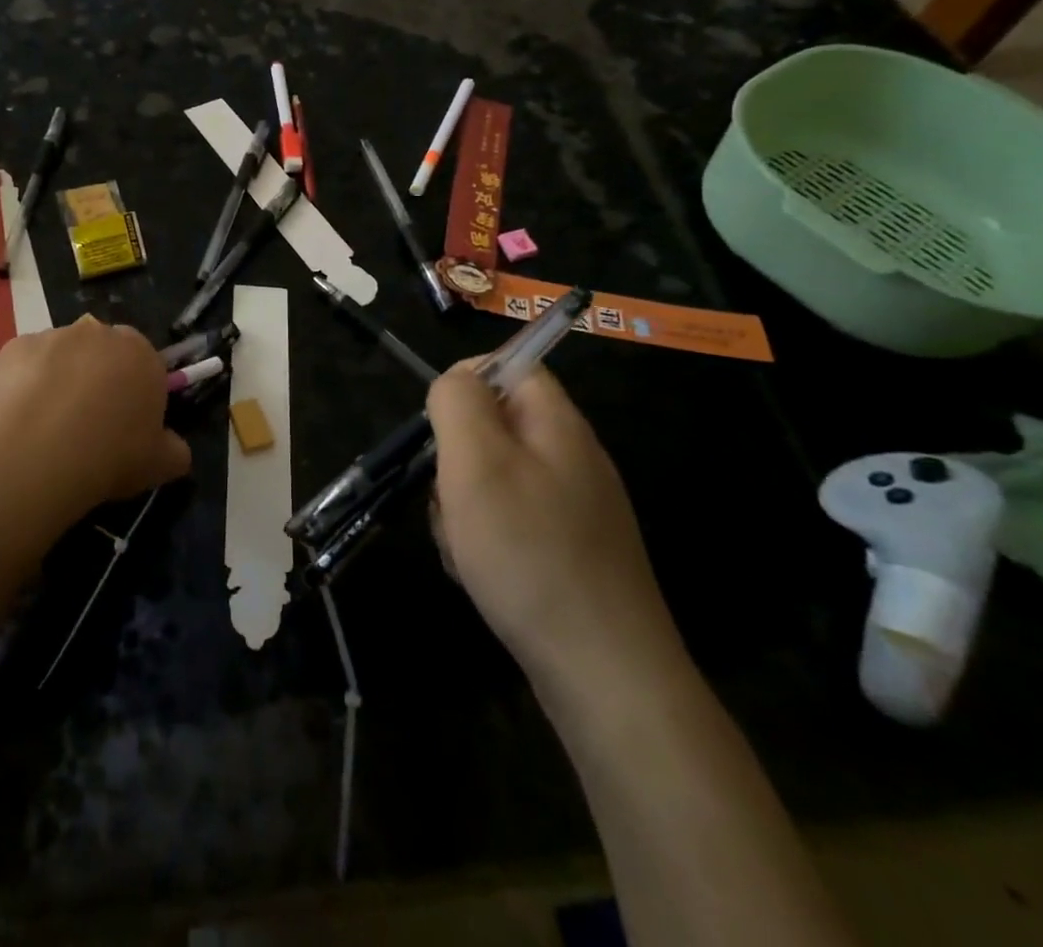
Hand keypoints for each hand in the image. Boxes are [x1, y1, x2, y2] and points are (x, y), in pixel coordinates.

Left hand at [0, 316, 190, 521]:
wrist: (38, 452)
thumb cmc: (111, 454)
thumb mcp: (161, 465)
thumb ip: (175, 450)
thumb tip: (174, 447)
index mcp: (143, 354)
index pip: (147, 365)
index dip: (137, 394)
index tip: (127, 426)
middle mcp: (101, 333)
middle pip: (104, 354)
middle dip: (100, 379)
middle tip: (89, 425)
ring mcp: (56, 335)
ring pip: (64, 356)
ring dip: (62, 379)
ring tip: (49, 427)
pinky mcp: (17, 346)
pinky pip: (27, 364)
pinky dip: (25, 384)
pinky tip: (22, 418)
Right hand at [428, 363, 684, 696]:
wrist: (604, 674)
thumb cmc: (528, 552)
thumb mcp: (476, 462)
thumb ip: (458, 403)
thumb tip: (457, 380)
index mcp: (558, 425)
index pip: (512, 368)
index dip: (467, 382)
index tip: (438, 428)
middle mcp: (573, 459)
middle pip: (496, 428)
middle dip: (456, 458)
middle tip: (449, 496)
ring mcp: (575, 510)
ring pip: (496, 480)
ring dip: (463, 505)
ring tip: (464, 546)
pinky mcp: (570, 553)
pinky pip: (511, 524)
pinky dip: (484, 541)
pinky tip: (481, 575)